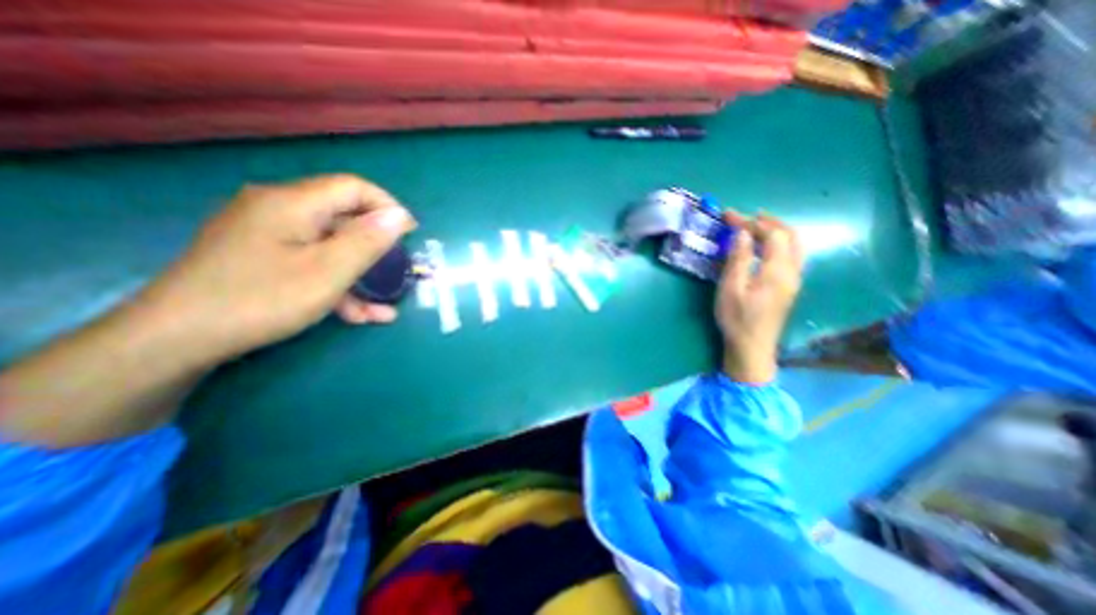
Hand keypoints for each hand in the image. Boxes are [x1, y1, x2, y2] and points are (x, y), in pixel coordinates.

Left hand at [132, 173, 415, 359]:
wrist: (175, 340)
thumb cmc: (261, 300)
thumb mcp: (327, 271)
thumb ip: (367, 240)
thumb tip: (399, 216)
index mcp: (292, 203)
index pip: (353, 187)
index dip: (387, 207)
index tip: (410, 234)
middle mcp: (278, 209)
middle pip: (342, 218)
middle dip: (375, 247)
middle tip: (397, 272)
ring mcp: (266, 235)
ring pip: (328, 246)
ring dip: (359, 275)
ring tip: (381, 308)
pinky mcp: (260, 257)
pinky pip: (309, 262)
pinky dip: (335, 284)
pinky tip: (354, 314)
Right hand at [722, 213, 802, 380]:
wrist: (752, 348)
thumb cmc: (737, 318)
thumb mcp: (731, 288)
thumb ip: (737, 259)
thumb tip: (742, 234)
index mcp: (777, 271)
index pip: (771, 235)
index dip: (751, 222)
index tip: (729, 216)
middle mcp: (792, 271)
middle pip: (790, 236)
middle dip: (768, 222)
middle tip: (746, 216)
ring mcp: (793, 280)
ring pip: (794, 246)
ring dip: (776, 231)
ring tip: (757, 225)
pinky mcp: (788, 287)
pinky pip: (790, 256)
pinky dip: (778, 243)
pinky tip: (764, 247)